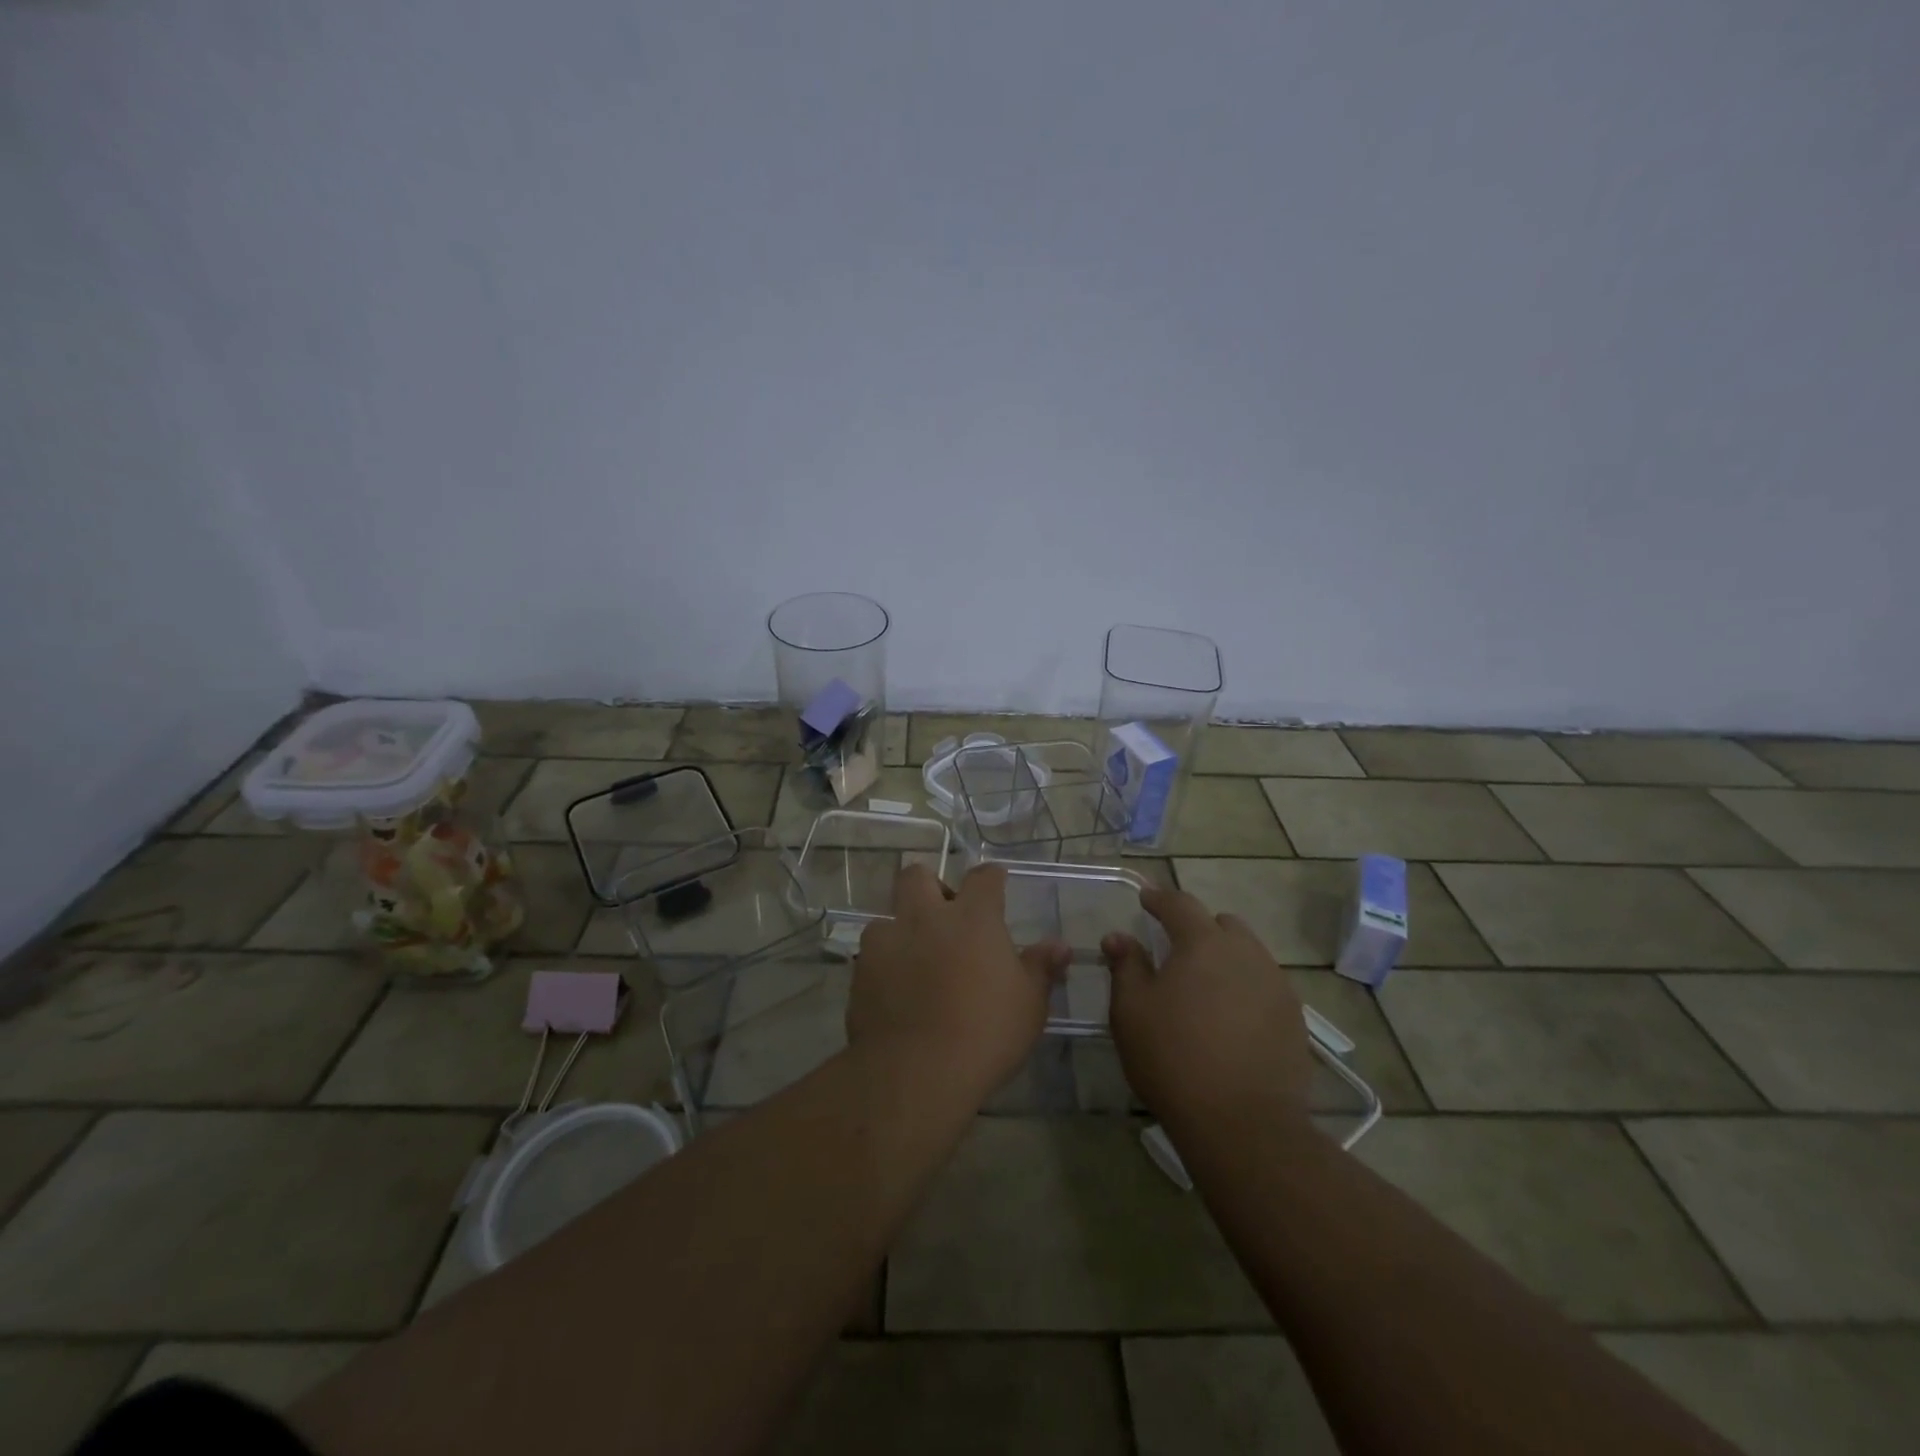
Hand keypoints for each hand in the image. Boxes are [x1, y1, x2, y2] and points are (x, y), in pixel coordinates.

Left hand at [847, 863, 1069, 1104]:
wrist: (916, 1072)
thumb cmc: (986, 1032)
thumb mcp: (1029, 1004)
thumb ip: (1041, 968)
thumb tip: (1060, 946)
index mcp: (972, 917)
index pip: (983, 877)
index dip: (991, 878)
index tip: (996, 884)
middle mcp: (925, 917)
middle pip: (917, 876)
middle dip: (929, 887)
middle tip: (943, 917)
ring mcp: (886, 942)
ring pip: (886, 917)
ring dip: (900, 930)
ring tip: (914, 961)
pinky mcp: (860, 973)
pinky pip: (870, 957)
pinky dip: (883, 966)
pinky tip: (894, 992)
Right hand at [1103, 887, 1312, 1128]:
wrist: (1244, 1124)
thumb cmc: (1174, 1058)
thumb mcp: (1131, 1011)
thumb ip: (1126, 966)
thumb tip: (1118, 937)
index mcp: (1203, 943)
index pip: (1180, 904)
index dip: (1159, 899)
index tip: (1145, 899)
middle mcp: (1246, 953)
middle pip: (1222, 924)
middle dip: (1198, 928)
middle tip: (1176, 950)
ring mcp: (1277, 985)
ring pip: (1249, 954)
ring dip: (1225, 958)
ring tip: (1205, 987)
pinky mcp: (1295, 1019)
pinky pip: (1265, 986)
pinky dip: (1245, 989)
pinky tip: (1231, 1019)